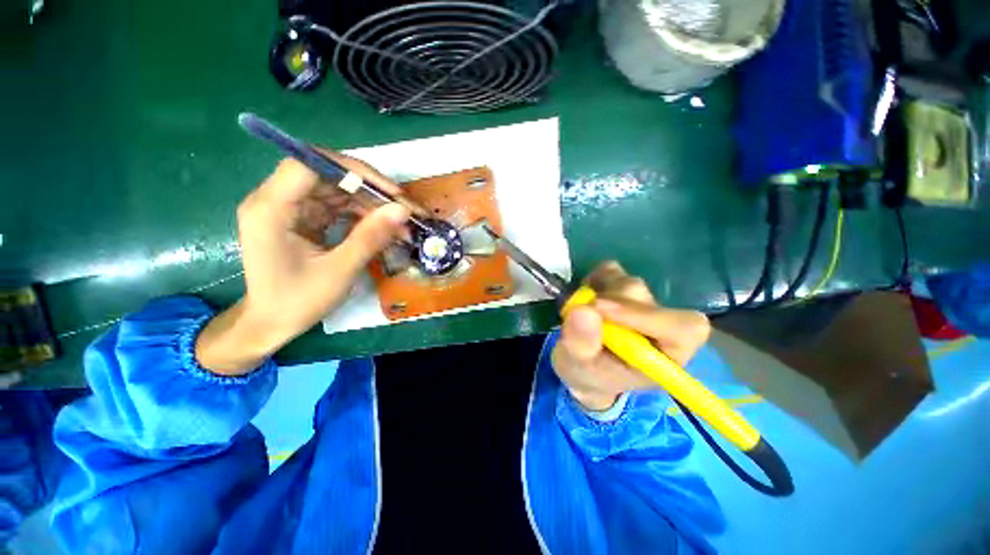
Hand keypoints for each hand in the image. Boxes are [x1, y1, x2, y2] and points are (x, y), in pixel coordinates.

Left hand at [196, 153, 411, 374]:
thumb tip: (402, 211)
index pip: (310, 165)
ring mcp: (291, 208)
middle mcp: (276, 200)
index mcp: (271, 209)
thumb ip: (370, 238)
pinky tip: (383, 228)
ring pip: (337, 190)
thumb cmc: (296, 302)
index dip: (353, 171)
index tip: (390, 191)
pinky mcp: (303, 218)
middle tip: (404, 210)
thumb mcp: (338, 272)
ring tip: (400, 223)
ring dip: (371, 204)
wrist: (270, 324)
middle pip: (328, 176)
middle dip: (371, 191)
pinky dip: (363, 215)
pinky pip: (338, 206)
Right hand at [551, 262, 710, 410]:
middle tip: (577, 313)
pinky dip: (594, 279)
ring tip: (578, 312)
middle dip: (605, 304)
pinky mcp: (624, 286)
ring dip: (596, 293)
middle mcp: (661, 324)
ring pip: (627, 282)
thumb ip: (581, 344)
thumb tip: (583, 310)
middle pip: (645, 298)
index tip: (599, 309)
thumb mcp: (578, 368)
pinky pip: (611, 270)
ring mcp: (643, 301)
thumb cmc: (588, 374)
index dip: (644, 315)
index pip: (681, 328)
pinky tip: (586, 297)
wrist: (583, 365)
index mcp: (666, 355)